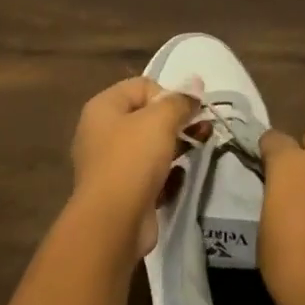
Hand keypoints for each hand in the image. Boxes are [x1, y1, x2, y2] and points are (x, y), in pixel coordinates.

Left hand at [70, 76, 197, 258]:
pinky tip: (181, 178)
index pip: (142, 86)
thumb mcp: (160, 121)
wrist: (113, 223)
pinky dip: (166, 174)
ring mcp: (110, 164)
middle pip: (146, 116)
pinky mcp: (122, 192)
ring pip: (150, 146)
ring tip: (201, 147)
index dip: (168, 95)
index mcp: (104, 107)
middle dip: (177, 121)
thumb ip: (180, 101)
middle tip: (203, 128)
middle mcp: (102, 132)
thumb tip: (196, 82)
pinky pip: (149, 174)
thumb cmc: (133, 159)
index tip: (187, 112)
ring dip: (177, 145)